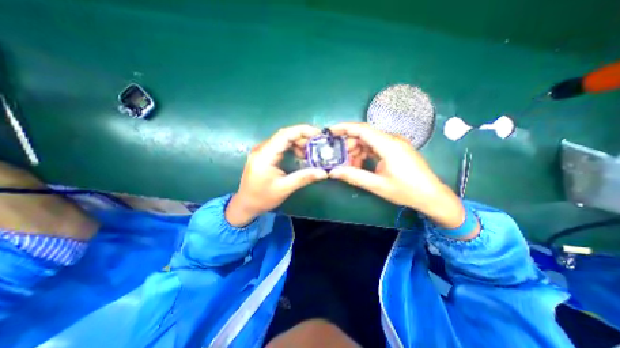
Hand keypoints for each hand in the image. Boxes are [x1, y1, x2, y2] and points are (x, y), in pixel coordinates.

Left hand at [224, 124, 328, 224]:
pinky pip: (280, 146)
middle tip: (317, 145)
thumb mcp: (284, 188)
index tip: (318, 134)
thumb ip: (304, 178)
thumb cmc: (262, 198)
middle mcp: (262, 148)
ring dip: (298, 143)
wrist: (245, 205)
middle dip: (303, 138)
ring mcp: (262, 151)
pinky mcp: (264, 155)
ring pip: (283, 139)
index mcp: (264, 155)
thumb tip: (324, 172)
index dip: (302, 131)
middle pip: (284, 135)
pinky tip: (300, 155)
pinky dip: (292, 148)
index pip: (284, 134)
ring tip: (310, 153)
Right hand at [326, 123, 472, 232]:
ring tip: (350, 166)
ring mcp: (395, 143)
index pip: (362, 129)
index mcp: (388, 145)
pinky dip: (365, 154)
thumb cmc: (406, 191)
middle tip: (340, 159)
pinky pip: (376, 147)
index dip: (344, 128)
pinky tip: (360, 165)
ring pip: (369, 141)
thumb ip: (354, 176)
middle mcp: (392, 139)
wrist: (432, 196)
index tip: (330, 131)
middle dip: (349, 146)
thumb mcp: (377, 185)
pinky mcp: (396, 149)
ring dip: (357, 151)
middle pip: (364, 135)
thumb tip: (333, 172)